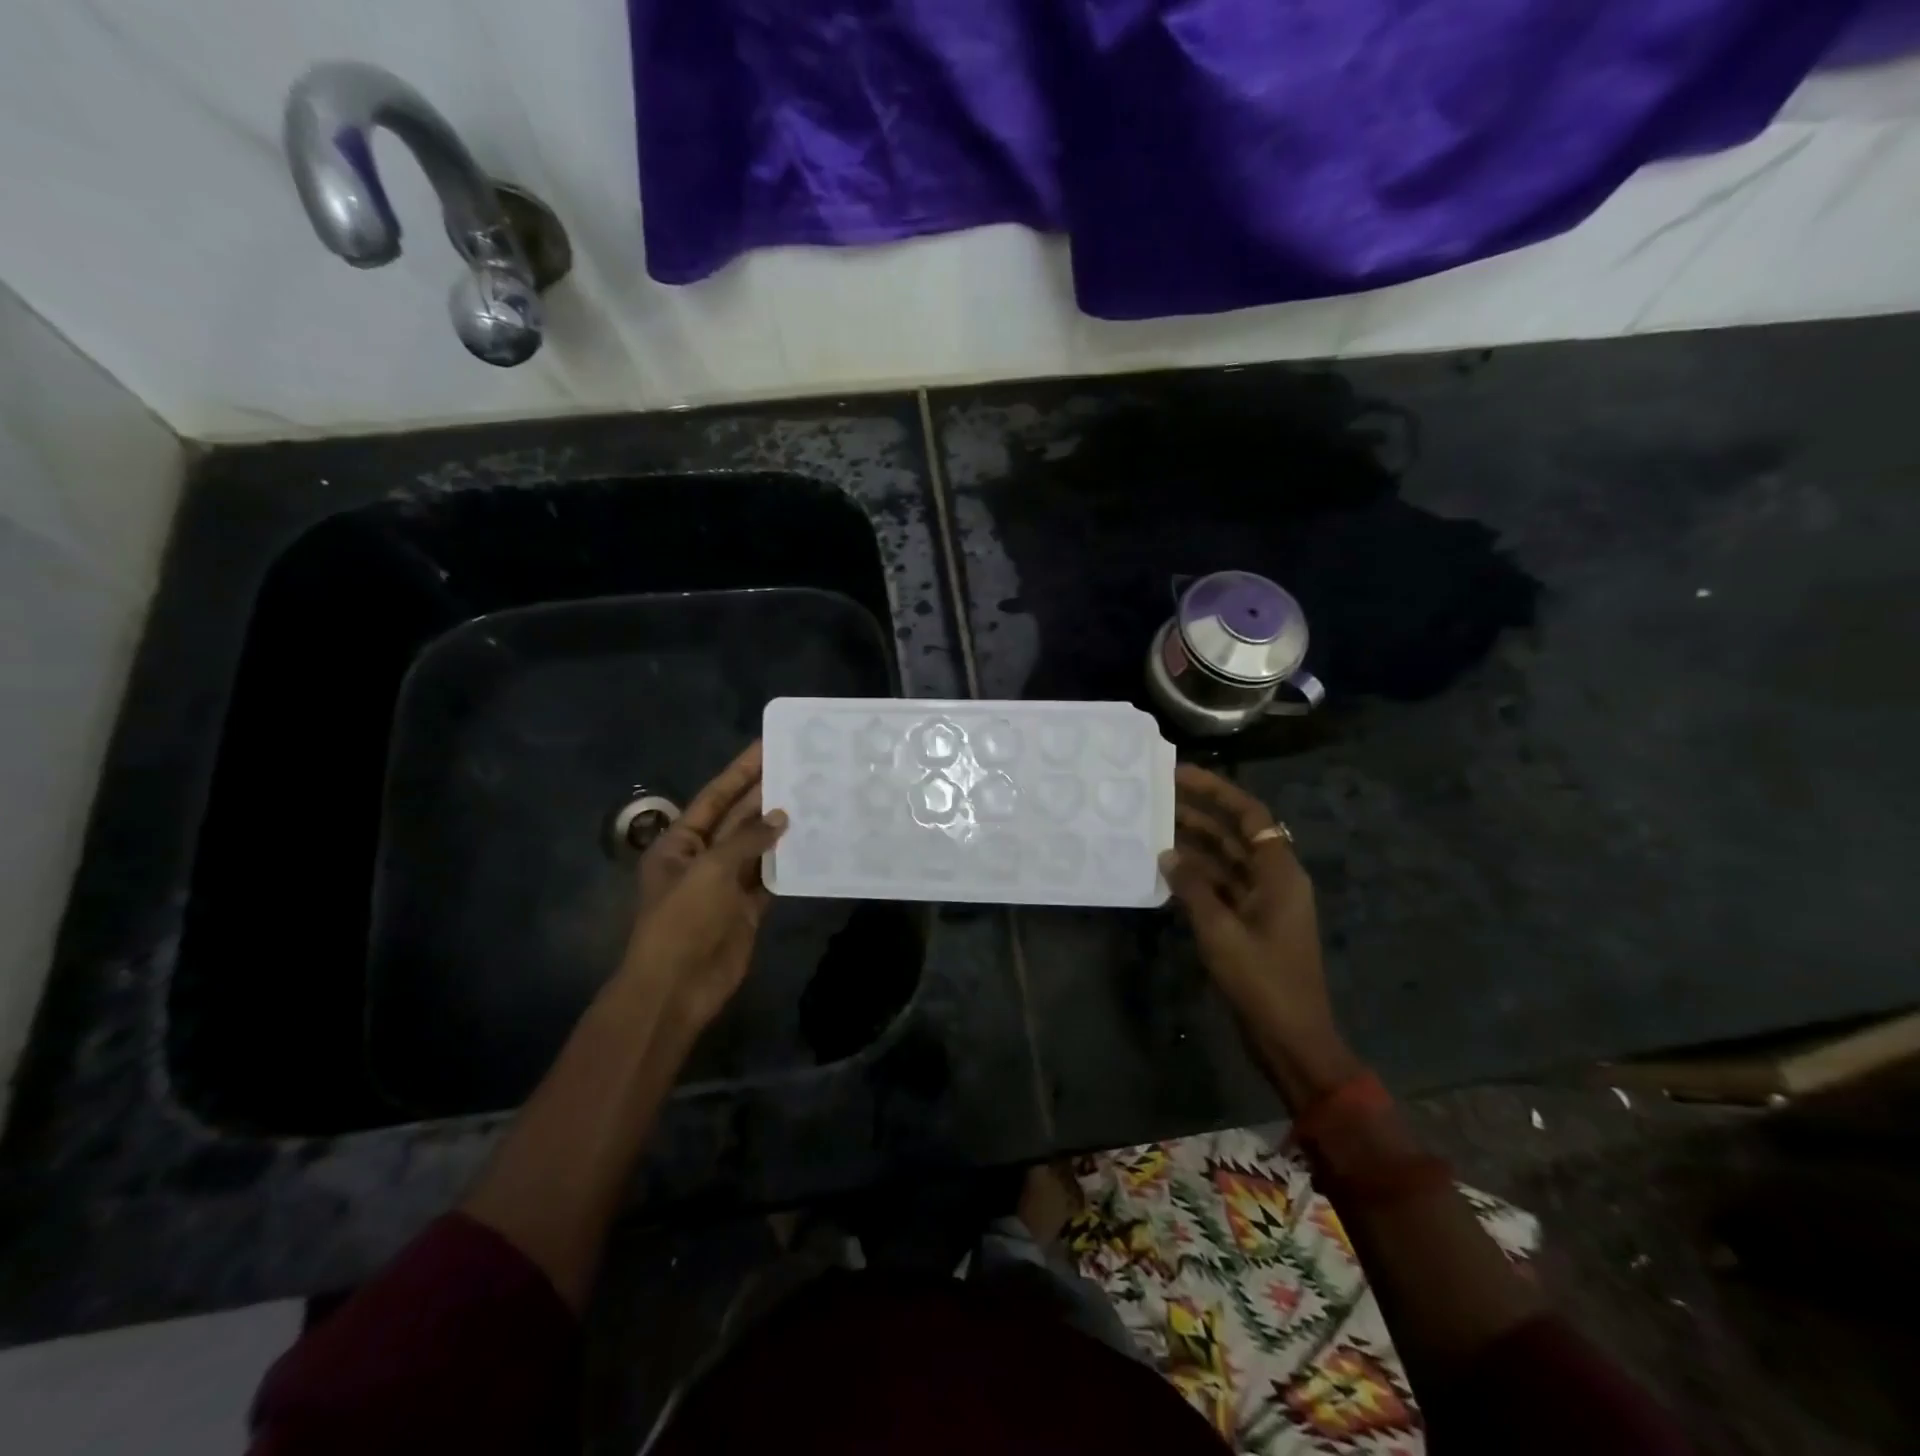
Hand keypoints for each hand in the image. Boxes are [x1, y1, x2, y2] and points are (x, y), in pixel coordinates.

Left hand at [619, 741, 787, 1033]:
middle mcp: (703, 857)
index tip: (766, 746)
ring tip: (814, 798)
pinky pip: (771, 876)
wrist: (676, 987)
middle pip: (738, 818)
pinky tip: (813, 843)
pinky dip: (789, 862)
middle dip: (766, 794)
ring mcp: (726, 883)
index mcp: (680, 842)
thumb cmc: (682, 920)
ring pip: (758, 846)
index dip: (740, 771)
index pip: (715, 797)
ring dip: (781, 826)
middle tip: (802, 767)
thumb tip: (780, 817)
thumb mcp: (710, 871)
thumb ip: (747, 840)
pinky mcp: (747, 907)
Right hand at [1159, 763, 1361, 1105]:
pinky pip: (1221, 888)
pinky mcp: (1250, 925)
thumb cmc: (1262, 981)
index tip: (1180, 774)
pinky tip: (1164, 873)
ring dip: (1193, 846)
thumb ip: (1193, 887)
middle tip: (1156, 799)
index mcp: (1280, 873)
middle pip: (1236, 834)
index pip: (1250, 815)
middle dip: (1199, 814)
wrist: (1291, 1039)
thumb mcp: (1221, 931)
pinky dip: (1196, 878)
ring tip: (1152, 830)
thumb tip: (1168, 854)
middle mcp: (1274, 880)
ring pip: (1226, 861)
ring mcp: (1262, 903)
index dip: (1217, 791)